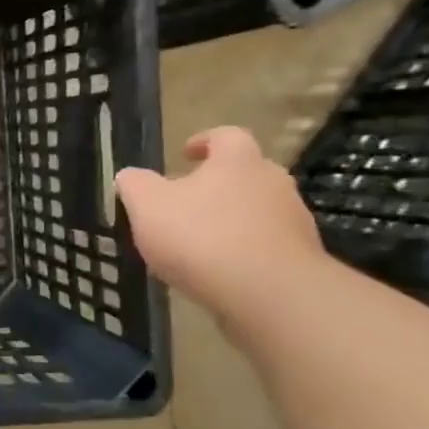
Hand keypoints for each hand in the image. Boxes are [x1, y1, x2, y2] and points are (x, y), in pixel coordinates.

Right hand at [114, 127, 324, 312]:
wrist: (268, 293)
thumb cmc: (201, 237)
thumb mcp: (147, 206)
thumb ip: (134, 184)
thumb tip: (129, 176)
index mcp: (237, 162)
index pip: (226, 136)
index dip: (204, 141)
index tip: (184, 154)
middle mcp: (272, 183)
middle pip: (245, 173)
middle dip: (216, 184)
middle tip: (185, 202)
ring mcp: (292, 220)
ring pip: (256, 210)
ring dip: (229, 219)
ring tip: (197, 243)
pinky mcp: (298, 256)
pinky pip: (264, 244)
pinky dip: (241, 250)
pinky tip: (216, 270)